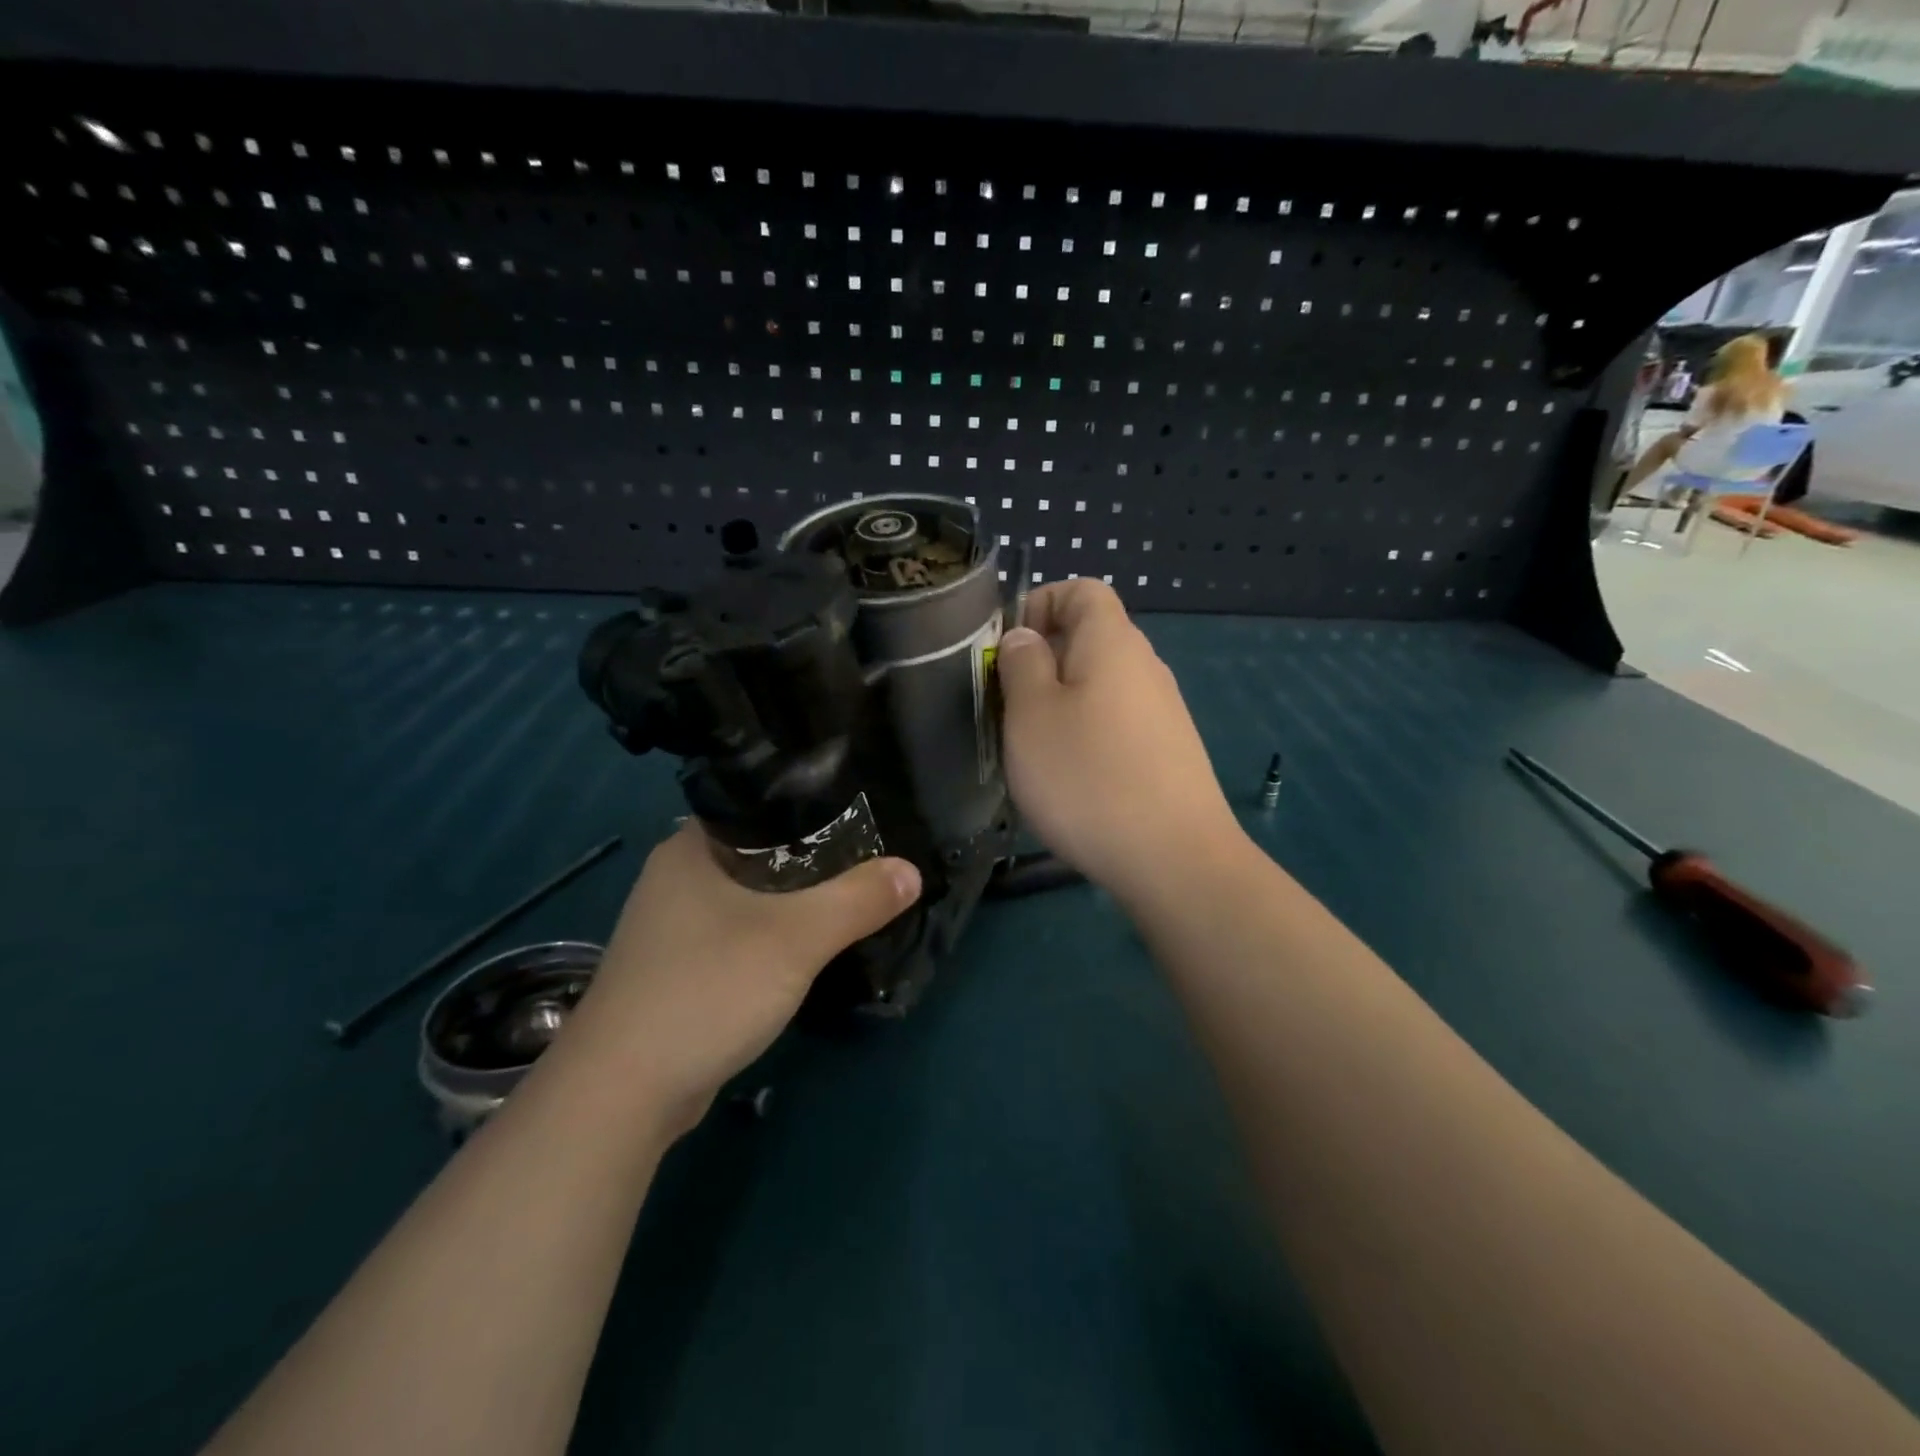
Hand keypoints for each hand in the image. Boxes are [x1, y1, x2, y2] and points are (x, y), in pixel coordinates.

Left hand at [555, 823, 920, 1136]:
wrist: (622, 1093)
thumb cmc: (707, 989)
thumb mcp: (796, 938)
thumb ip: (858, 899)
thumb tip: (911, 870)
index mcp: (691, 847)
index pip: (760, 804)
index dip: (812, 806)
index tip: (861, 816)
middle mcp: (677, 877)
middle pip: (760, 852)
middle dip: (814, 858)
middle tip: (869, 858)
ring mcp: (673, 927)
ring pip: (751, 897)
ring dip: (795, 901)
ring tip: (851, 896)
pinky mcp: (679, 970)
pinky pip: (740, 935)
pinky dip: (774, 936)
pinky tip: (808, 947)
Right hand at [998, 579, 1244, 904]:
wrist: (1174, 860)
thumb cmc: (1087, 778)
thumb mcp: (1031, 716)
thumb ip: (1022, 664)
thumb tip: (1026, 637)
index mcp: (1113, 642)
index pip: (1082, 590)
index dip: (1040, 603)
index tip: (1008, 650)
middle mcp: (1146, 666)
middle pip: (1091, 639)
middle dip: (1043, 663)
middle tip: (1009, 707)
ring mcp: (1164, 712)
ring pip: (1102, 687)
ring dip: (1063, 704)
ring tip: (1035, 750)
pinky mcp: (1170, 752)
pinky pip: (1119, 724)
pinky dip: (1089, 736)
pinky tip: (1074, 781)